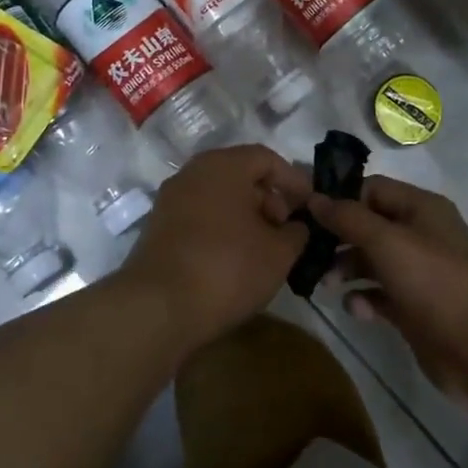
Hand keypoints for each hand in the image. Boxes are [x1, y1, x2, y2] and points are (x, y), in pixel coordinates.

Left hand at [115, 145, 311, 350]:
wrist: (157, 309)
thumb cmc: (227, 268)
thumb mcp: (279, 253)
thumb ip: (296, 233)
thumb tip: (296, 227)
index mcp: (222, 166)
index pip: (266, 158)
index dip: (294, 180)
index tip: (310, 206)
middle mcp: (192, 173)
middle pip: (240, 175)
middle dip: (270, 199)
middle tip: (287, 230)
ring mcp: (170, 200)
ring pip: (219, 197)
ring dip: (246, 217)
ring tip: (265, 249)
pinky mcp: (158, 228)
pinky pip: (200, 217)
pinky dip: (222, 229)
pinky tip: (236, 260)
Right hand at [309, 177, 467, 407]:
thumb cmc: (436, 283)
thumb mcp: (388, 242)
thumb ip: (348, 218)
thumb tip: (314, 197)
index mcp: (420, 208)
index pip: (371, 189)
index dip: (338, 197)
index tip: (303, 211)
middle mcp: (420, 235)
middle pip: (368, 226)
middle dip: (337, 236)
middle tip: (305, 251)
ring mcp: (419, 274)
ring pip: (371, 261)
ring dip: (345, 268)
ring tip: (323, 283)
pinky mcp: (415, 309)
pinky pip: (380, 295)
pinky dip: (364, 299)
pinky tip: (355, 308)